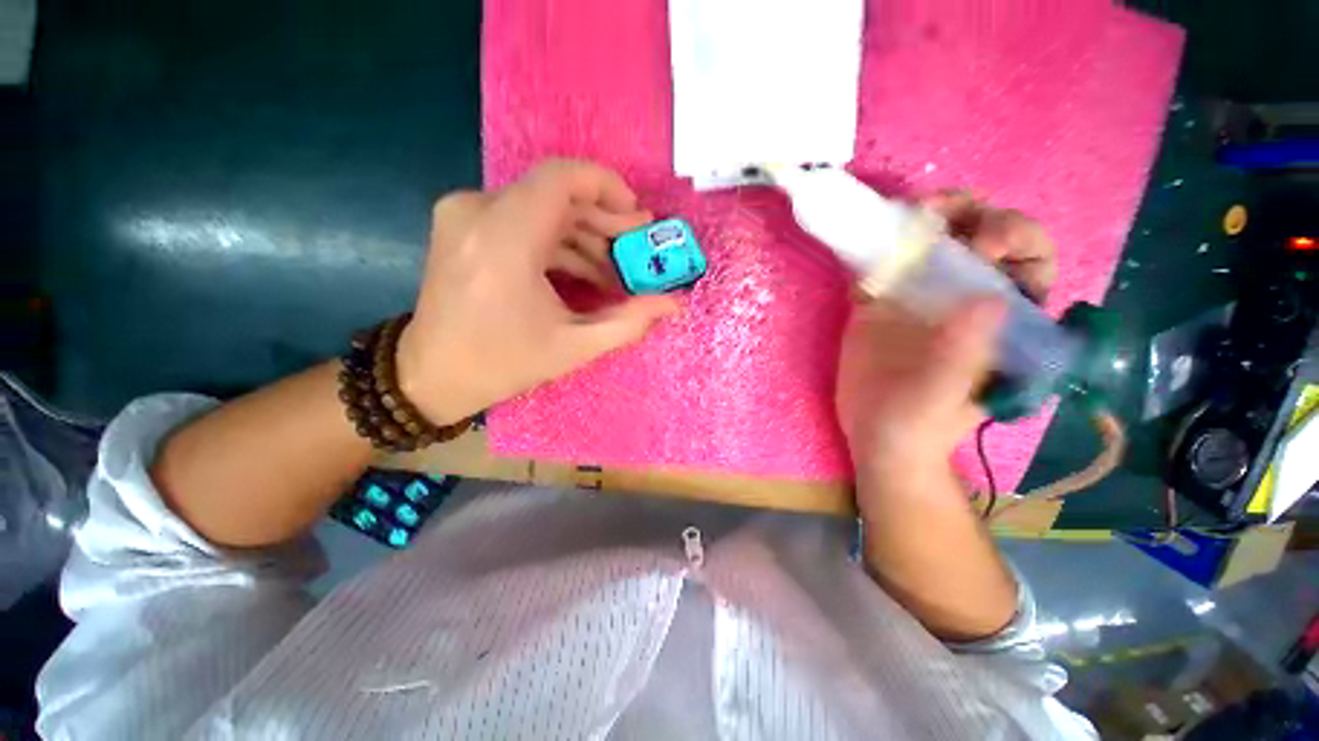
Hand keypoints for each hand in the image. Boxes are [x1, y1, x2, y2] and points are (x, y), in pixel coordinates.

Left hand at [397, 159, 679, 424]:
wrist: (431, 375)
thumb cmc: (501, 364)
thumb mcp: (574, 347)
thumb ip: (629, 321)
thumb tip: (673, 304)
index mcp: (504, 238)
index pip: (562, 178)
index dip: (609, 188)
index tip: (638, 219)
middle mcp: (478, 211)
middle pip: (557, 194)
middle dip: (604, 221)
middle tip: (636, 252)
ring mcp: (466, 215)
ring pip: (542, 208)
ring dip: (584, 236)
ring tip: (615, 273)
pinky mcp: (464, 226)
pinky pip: (523, 221)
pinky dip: (558, 242)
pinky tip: (583, 272)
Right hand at [836, 194, 1054, 498]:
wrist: (874, 436)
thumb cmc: (918, 427)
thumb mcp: (942, 397)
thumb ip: (964, 355)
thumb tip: (990, 298)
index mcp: (1002, 319)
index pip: (1029, 262)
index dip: (1016, 239)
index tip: (984, 243)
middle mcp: (964, 298)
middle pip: (980, 237)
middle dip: (969, 214)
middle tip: (938, 211)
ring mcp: (917, 299)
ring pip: (931, 242)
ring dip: (923, 219)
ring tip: (907, 214)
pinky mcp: (877, 304)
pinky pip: (880, 264)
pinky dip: (875, 245)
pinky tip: (867, 240)